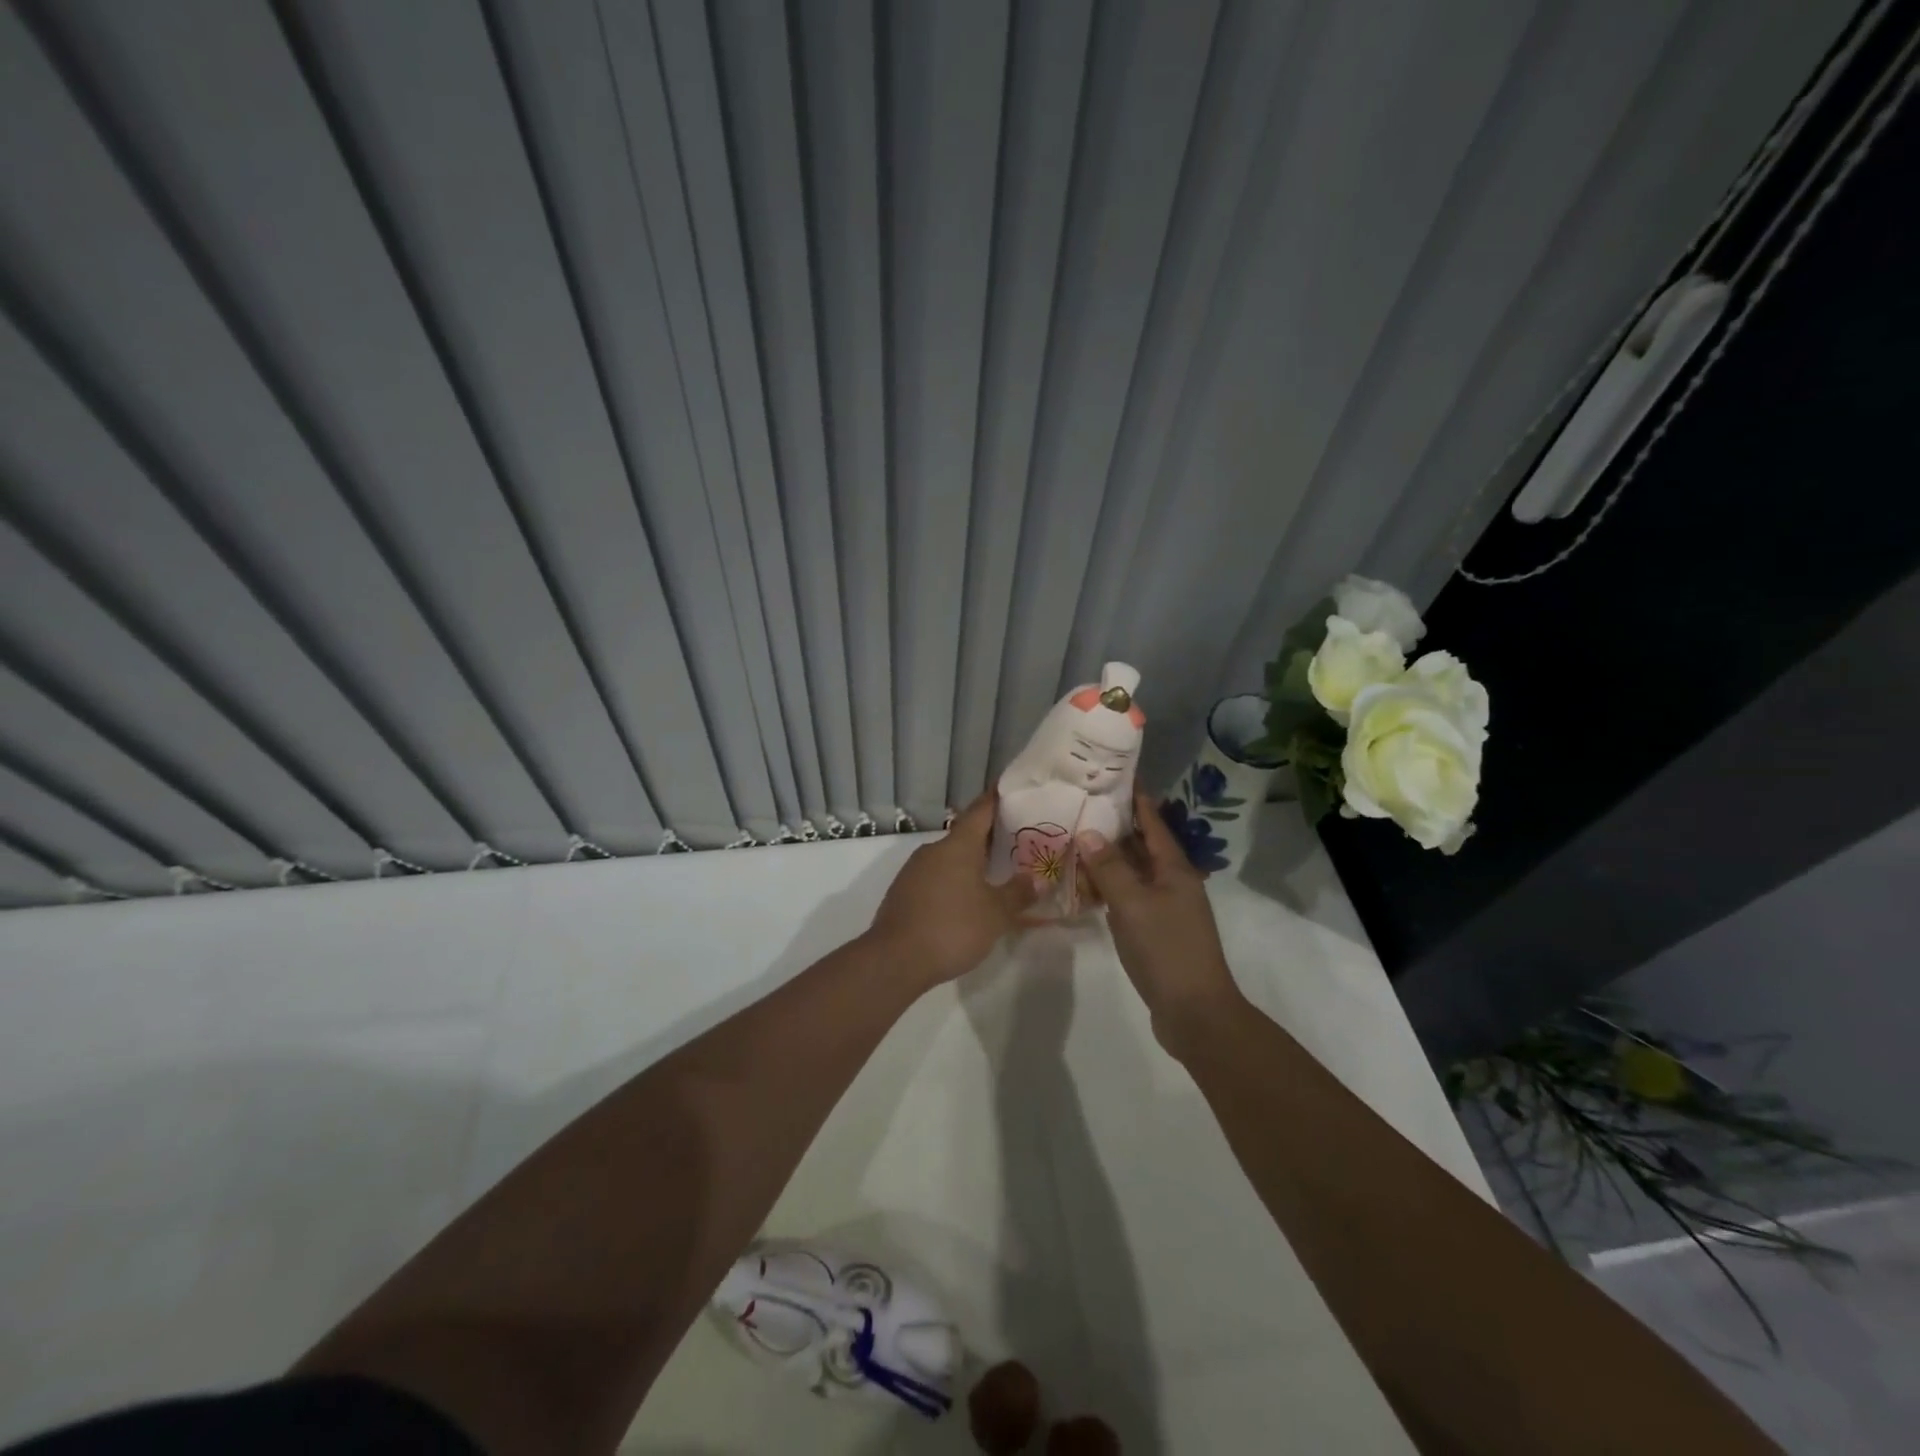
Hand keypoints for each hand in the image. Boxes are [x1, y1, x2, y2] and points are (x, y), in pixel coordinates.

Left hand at [865, 792, 1036, 985]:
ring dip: (971, 862)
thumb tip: (1038, 879)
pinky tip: (967, 900)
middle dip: (990, 837)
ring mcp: (914, 870)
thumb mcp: (995, 914)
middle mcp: (934, 850)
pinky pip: (936, 877)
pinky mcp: (904, 892)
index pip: (981, 810)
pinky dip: (954, 881)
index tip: (1012, 789)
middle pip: (966, 834)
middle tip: (1018, 841)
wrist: (895, 959)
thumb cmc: (952, 927)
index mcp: (958, 845)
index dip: (997, 799)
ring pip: (950, 858)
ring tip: (997, 873)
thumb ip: (1018, 893)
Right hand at [1075, 791, 1244, 1053]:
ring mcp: (1165, 908)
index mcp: (1174, 869)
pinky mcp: (1155, 931)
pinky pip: (1129, 897)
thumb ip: (1110, 868)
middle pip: (1142, 844)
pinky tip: (1086, 885)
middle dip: (1116, 824)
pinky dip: (1109, 886)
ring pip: (1133, 871)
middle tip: (1082, 803)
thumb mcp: (1133, 904)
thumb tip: (1088, 832)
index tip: (1116, 773)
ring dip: (1109, 856)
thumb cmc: (1166, 950)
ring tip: (1076, 837)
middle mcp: (1172, 882)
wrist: (1195, 1012)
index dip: (1136, 797)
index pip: (1152, 822)